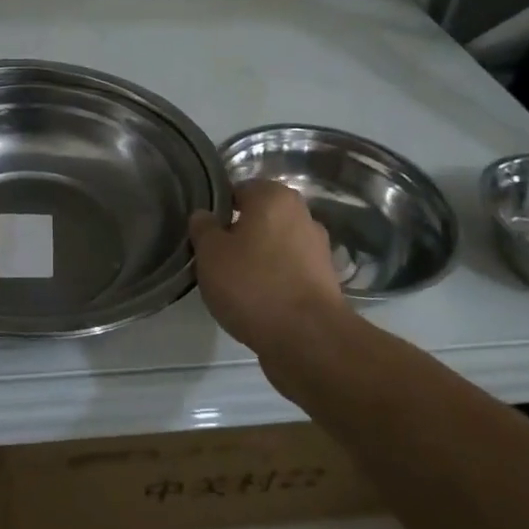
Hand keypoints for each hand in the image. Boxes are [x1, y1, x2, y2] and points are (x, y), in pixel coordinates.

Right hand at [189, 180, 351, 357]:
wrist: (308, 339)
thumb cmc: (253, 284)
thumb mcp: (210, 253)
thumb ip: (203, 228)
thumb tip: (204, 215)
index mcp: (274, 197)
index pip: (239, 189)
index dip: (218, 209)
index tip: (203, 233)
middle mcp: (302, 215)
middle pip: (259, 218)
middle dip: (238, 235)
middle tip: (214, 259)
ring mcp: (317, 249)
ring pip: (275, 246)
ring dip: (257, 259)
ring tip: (233, 285)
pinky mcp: (325, 281)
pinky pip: (289, 272)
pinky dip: (274, 281)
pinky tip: (257, 301)